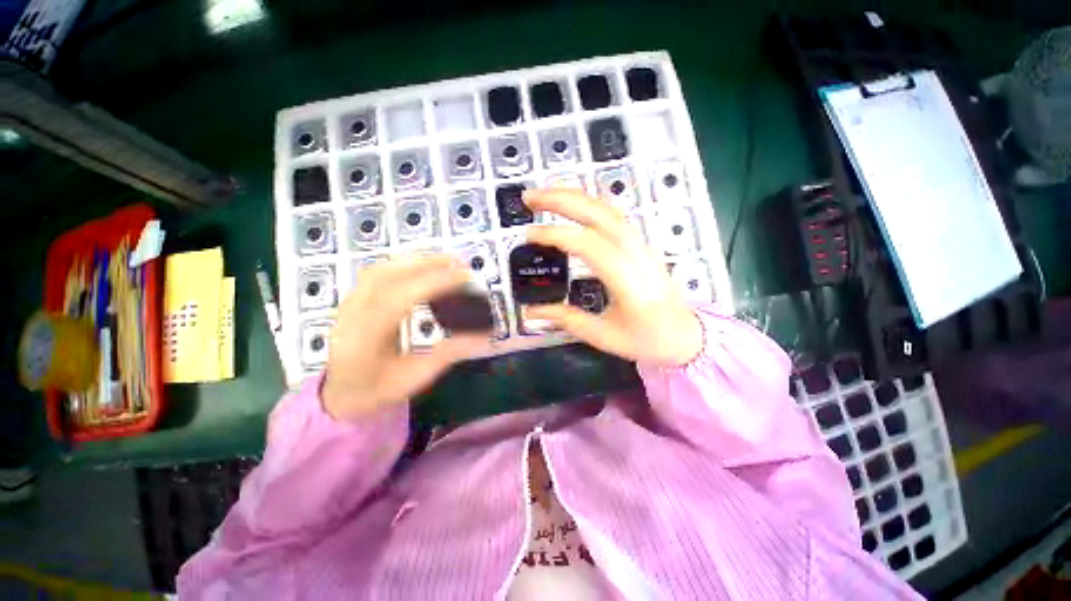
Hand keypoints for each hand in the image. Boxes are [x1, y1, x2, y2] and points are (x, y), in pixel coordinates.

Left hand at [322, 255, 488, 420]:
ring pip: (381, 269)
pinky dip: (404, 264)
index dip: (434, 283)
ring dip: (415, 260)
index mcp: (364, 340)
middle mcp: (351, 315)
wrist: (341, 393)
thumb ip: (449, 353)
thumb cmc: (378, 390)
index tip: (465, 277)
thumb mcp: (416, 377)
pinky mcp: (353, 299)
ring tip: (445, 261)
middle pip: (387, 276)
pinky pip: (378, 272)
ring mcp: (349, 304)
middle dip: (427, 263)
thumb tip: (483, 336)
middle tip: (460, 263)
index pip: (400, 298)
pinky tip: (422, 266)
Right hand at [523, 189, 703, 365]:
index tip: (528, 235)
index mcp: (628, 281)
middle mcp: (637, 254)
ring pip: (608, 208)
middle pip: (599, 214)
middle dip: (561, 199)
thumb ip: (566, 319)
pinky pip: (613, 215)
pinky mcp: (639, 244)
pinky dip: (589, 203)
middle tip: (529, 197)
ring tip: (544, 195)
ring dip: (574, 196)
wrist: (685, 334)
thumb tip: (530, 312)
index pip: (589, 245)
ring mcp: (640, 245)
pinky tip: (571, 204)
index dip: (556, 235)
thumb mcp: (603, 336)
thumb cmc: (647, 339)